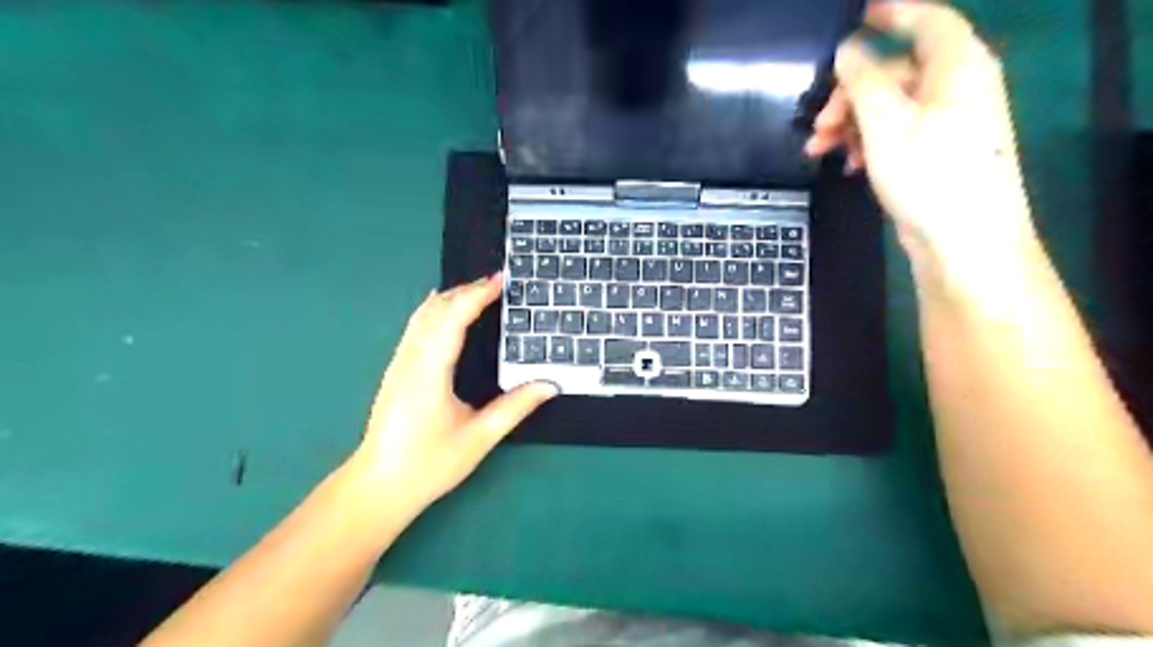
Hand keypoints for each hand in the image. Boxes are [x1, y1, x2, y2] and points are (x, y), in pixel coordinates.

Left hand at [353, 274, 557, 516]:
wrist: (379, 486)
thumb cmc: (429, 464)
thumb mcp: (478, 438)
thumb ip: (515, 407)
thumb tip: (550, 384)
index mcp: (429, 372)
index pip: (453, 319)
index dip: (477, 295)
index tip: (500, 280)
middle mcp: (410, 360)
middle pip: (435, 310)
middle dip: (465, 290)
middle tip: (497, 282)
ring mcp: (399, 364)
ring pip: (421, 316)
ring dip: (450, 298)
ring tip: (478, 291)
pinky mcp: (396, 371)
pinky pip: (416, 327)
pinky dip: (435, 310)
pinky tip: (444, 310)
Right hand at [808, 0, 1036, 263]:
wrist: (964, 239)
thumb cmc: (929, 173)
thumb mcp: (886, 122)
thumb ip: (863, 81)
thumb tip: (847, 51)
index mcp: (957, 66)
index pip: (926, 21)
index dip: (892, 13)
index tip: (860, 13)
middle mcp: (957, 87)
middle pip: (896, 73)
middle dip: (850, 95)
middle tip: (818, 125)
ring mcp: (949, 122)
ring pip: (891, 107)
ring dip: (852, 124)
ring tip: (822, 151)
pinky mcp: (937, 152)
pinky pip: (897, 133)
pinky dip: (870, 143)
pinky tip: (851, 165)